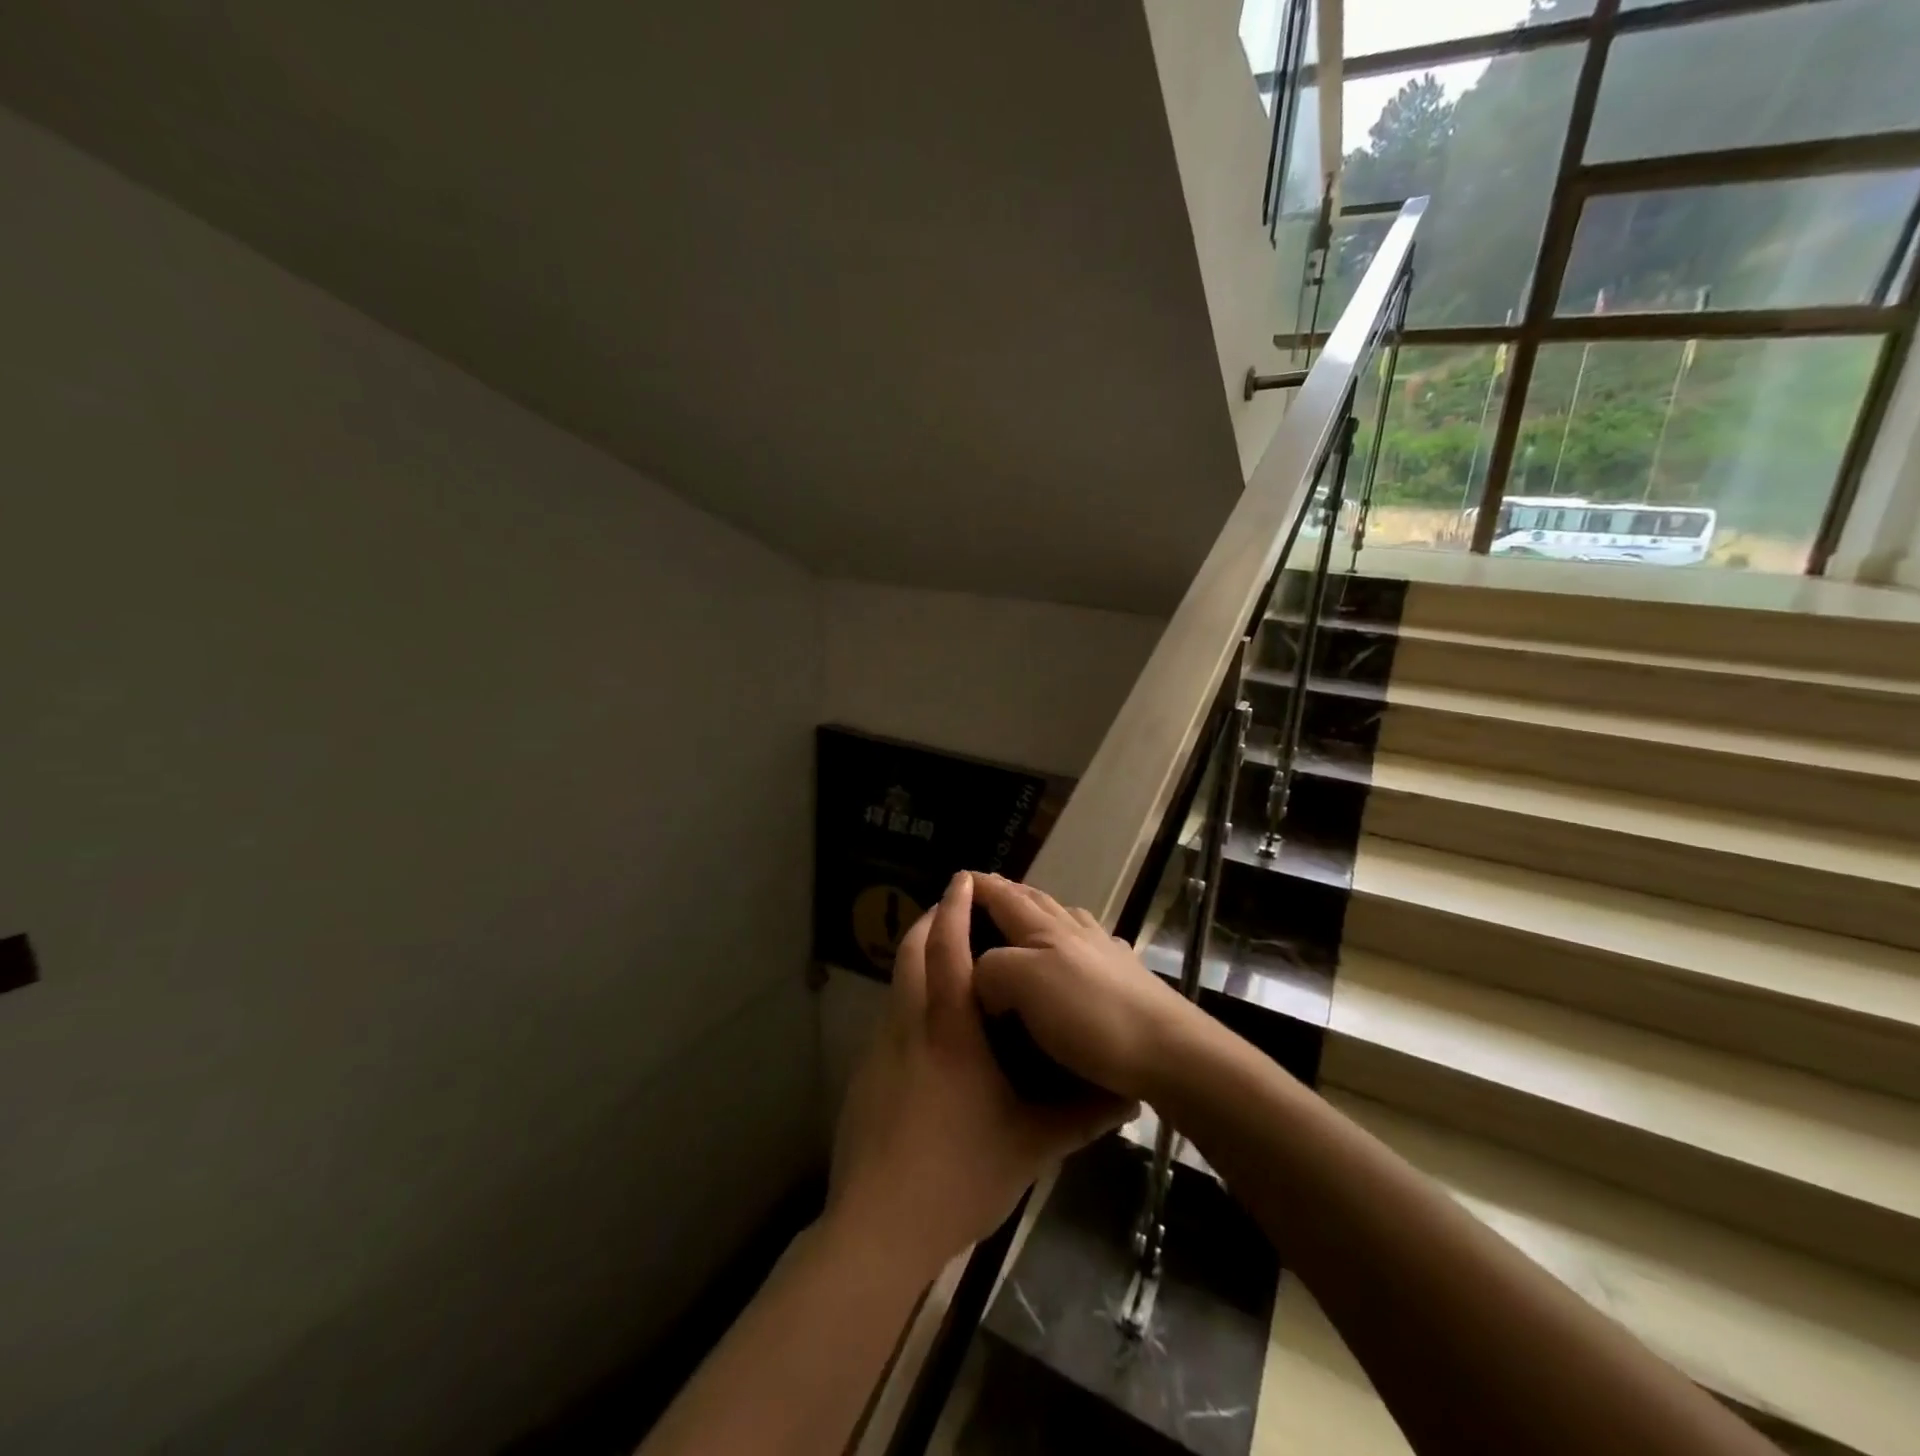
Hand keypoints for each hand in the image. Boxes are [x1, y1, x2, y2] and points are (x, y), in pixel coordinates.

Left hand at [826, 872, 1133, 1278]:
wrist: (880, 1228)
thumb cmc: (960, 1176)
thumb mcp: (1029, 1147)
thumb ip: (1077, 1118)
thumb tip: (1124, 1100)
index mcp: (949, 1031)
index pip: (948, 950)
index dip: (954, 909)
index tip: (963, 880)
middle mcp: (908, 1027)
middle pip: (911, 954)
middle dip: (930, 922)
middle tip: (952, 909)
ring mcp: (879, 1051)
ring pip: (896, 985)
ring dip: (917, 960)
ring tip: (944, 960)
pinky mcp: (864, 1077)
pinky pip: (889, 1019)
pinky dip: (907, 1000)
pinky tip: (928, 1032)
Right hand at [971, 874, 1198, 1103]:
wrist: (1170, 1050)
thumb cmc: (1090, 1014)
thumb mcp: (1023, 983)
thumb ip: (992, 968)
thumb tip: (982, 974)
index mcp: (1045, 929)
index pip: (1004, 896)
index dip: (981, 886)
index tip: (959, 878)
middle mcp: (1076, 931)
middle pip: (1036, 900)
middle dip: (1008, 893)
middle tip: (986, 895)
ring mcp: (1106, 952)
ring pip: (1066, 919)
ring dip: (1041, 912)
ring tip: (1027, 921)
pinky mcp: (1129, 978)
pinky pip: (1092, 946)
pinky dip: (1073, 939)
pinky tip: (1080, 953)